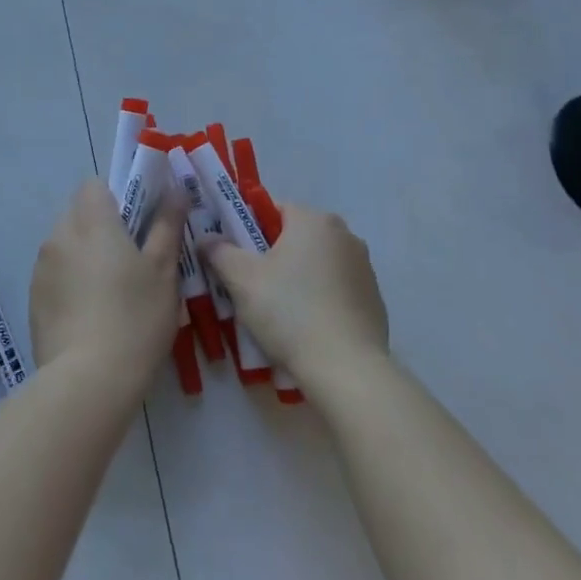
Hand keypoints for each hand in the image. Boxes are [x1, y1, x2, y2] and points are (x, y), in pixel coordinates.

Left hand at [30, 178, 183, 389]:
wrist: (88, 380)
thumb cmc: (135, 317)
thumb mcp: (163, 271)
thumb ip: (167, 225)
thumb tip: (175, 191)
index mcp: (91, 221)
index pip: (94, 185)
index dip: (116, 196)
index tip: (136, 223)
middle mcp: (60, 235)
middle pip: (78, 213)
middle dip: (101, 226)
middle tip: (130, 259)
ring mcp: (41, 267)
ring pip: (65, 244)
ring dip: (84, 254)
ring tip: (110, 292)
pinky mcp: (34, 298)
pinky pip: (55, 274)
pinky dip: (70, 282)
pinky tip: (90, 315)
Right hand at [198, 201, 388, 383]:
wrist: (347, 369)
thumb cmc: (290, 312)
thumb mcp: (241, 280)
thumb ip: (219, 251)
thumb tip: (207, 238)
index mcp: (314, 220)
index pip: (273, 209)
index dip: (248, 229)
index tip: (236, 256)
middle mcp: (344, 234)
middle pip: (295, 236)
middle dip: (272, 255)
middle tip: (250, 285)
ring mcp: (363, 267)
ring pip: (316, 263)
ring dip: (297, 277)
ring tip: (277, 312)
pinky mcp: (374, 299)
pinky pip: (335, 289)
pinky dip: (319, 299)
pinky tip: (306, 327)